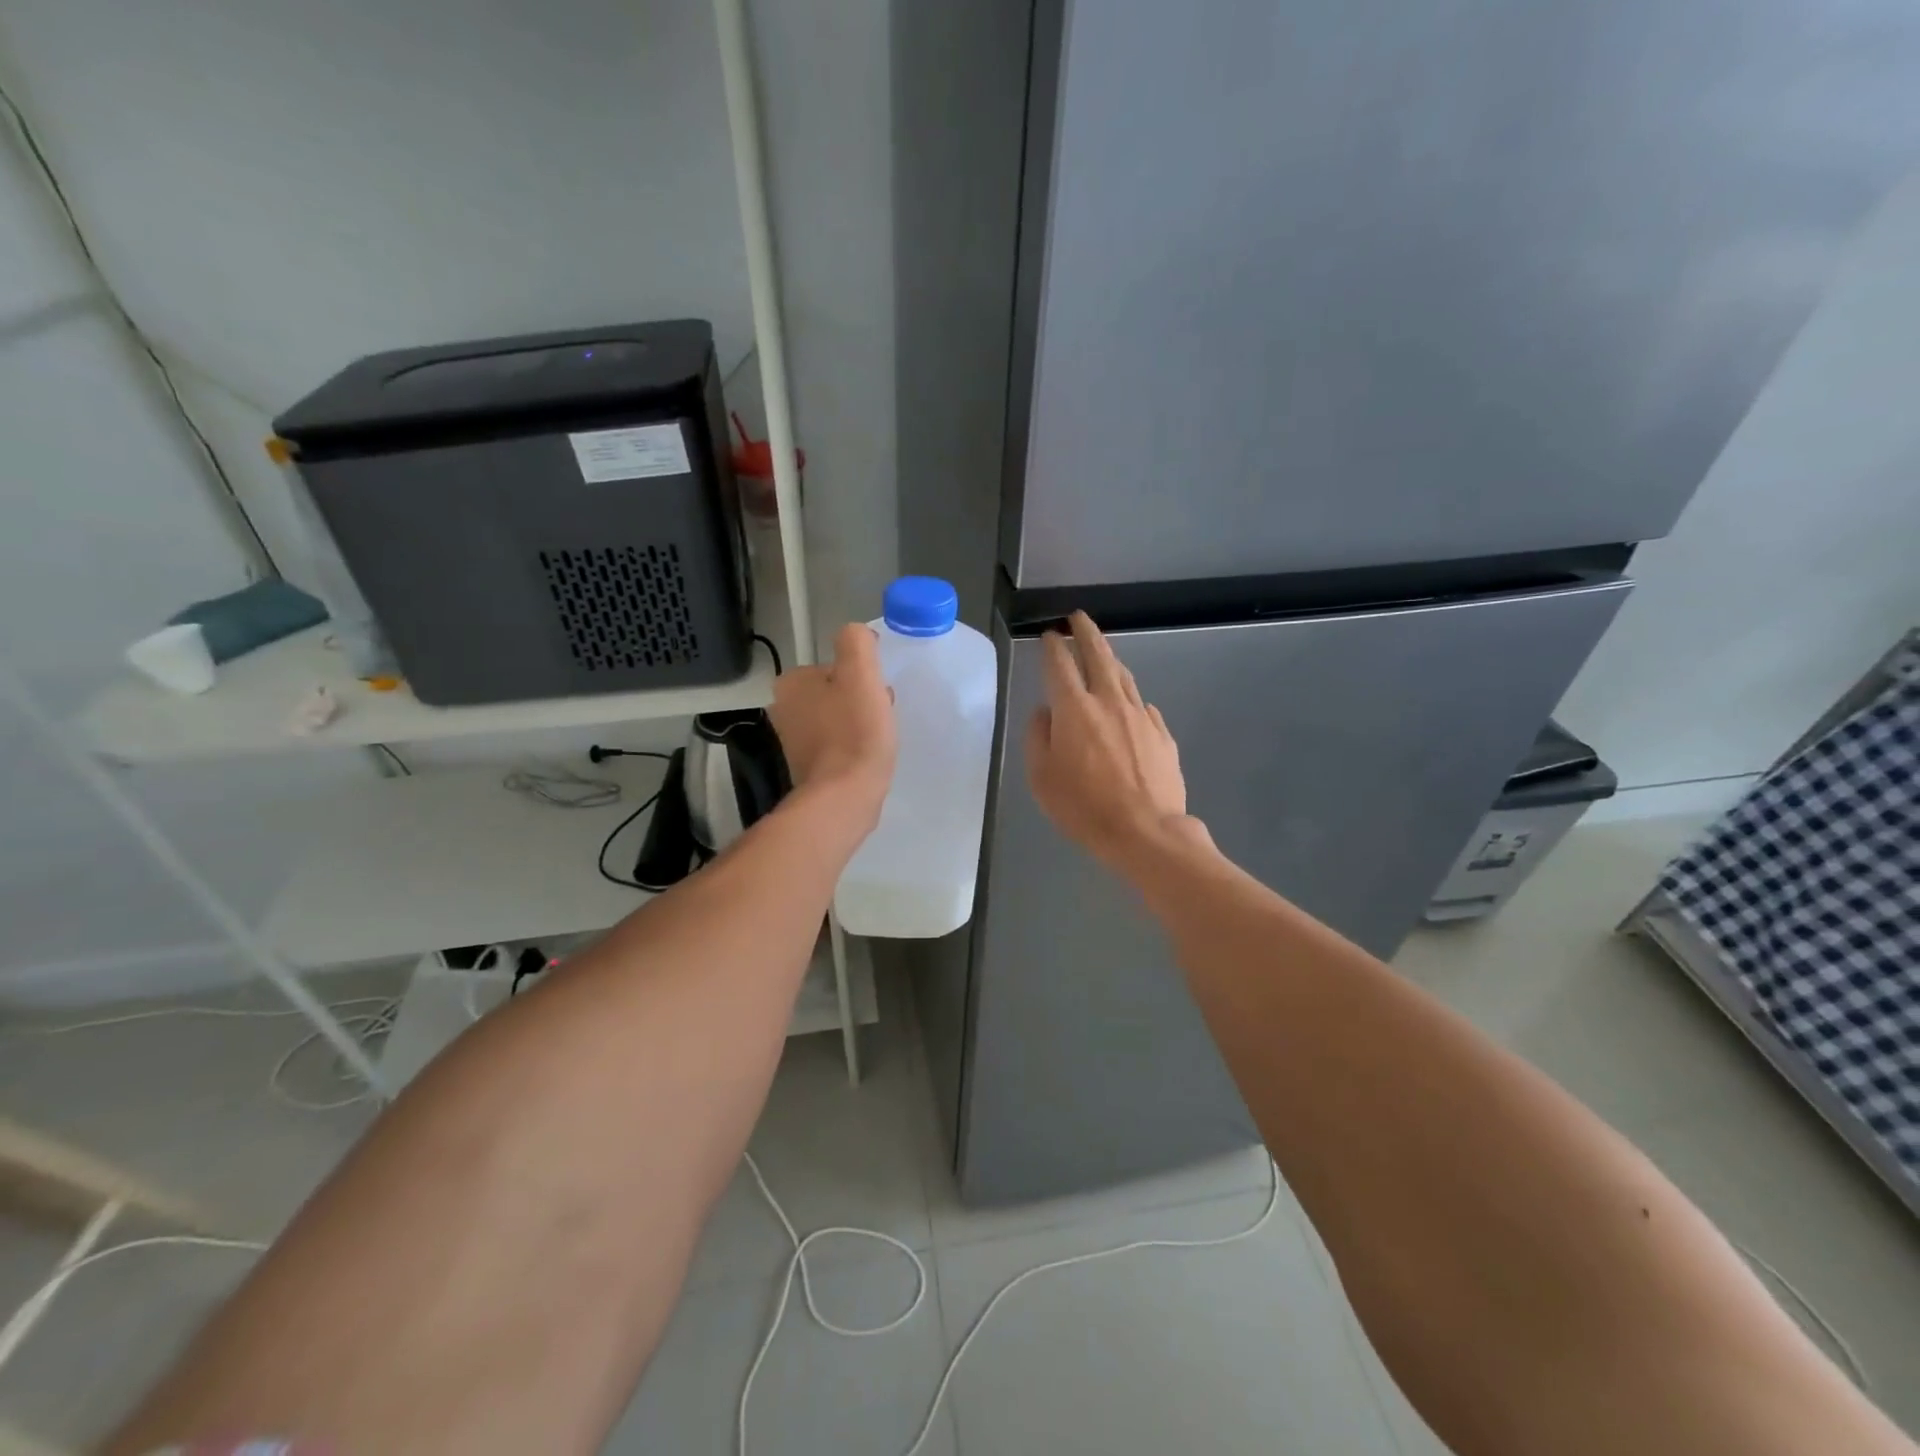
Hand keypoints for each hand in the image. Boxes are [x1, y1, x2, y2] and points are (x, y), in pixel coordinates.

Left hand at [769, 623, 897, 825]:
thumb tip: (858, 636)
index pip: (833, 666)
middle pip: (834, 692)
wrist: (845, 796)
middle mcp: (784, 709)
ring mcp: (794, 742)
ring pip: (836, 719)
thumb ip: (857, 642)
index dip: (861, 675)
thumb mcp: (860, 673)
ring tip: (877, 737)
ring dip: (858, 722)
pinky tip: (867, 757)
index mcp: (791, 683)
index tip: (878, 690)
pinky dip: (852, 747)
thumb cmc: (854, 731)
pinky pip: (836, 745)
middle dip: (859, 699)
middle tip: (879, 714)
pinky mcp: (808, 768)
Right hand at [1025, 611, 1190, 868]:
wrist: (1146, 832)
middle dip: (1086, 633)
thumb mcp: (1041, 777)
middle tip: (1078, 618)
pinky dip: (1129, 698)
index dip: (1052, 647)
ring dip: (1110, 659)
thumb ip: (1038, 737)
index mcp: (1074, 709)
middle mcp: (1109, 702)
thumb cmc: (1084, 808)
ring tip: (1102, 652)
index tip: (1049, 635)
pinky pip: (1142, 706)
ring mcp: (1140, 716)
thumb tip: (1045, 713)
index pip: (1059, 665)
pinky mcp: (1162, 734)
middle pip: (1098, 656)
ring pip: (1124, 677)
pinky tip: (1128, 705)